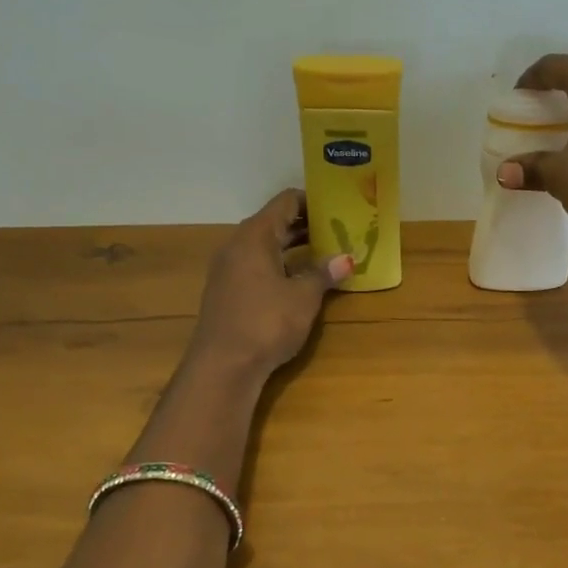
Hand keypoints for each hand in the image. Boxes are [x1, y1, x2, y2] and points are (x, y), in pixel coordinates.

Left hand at [189, 189, 351, 377]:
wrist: (223, 366)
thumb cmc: (266, 322)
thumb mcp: (303, 297)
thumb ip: (323, 273)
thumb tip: (345, 259)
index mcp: (255, 236)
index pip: (285, 202)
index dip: (312, 201)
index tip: (338, 206)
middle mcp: (237, 245)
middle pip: (274, 223)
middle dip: (306, 225)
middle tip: (338, 230)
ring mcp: (228, 269)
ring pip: (265, 246)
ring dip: (293, 248)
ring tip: (325, 253)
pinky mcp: (227, 292)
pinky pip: (257, 266)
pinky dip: (280, 265)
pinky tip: (299, 280)